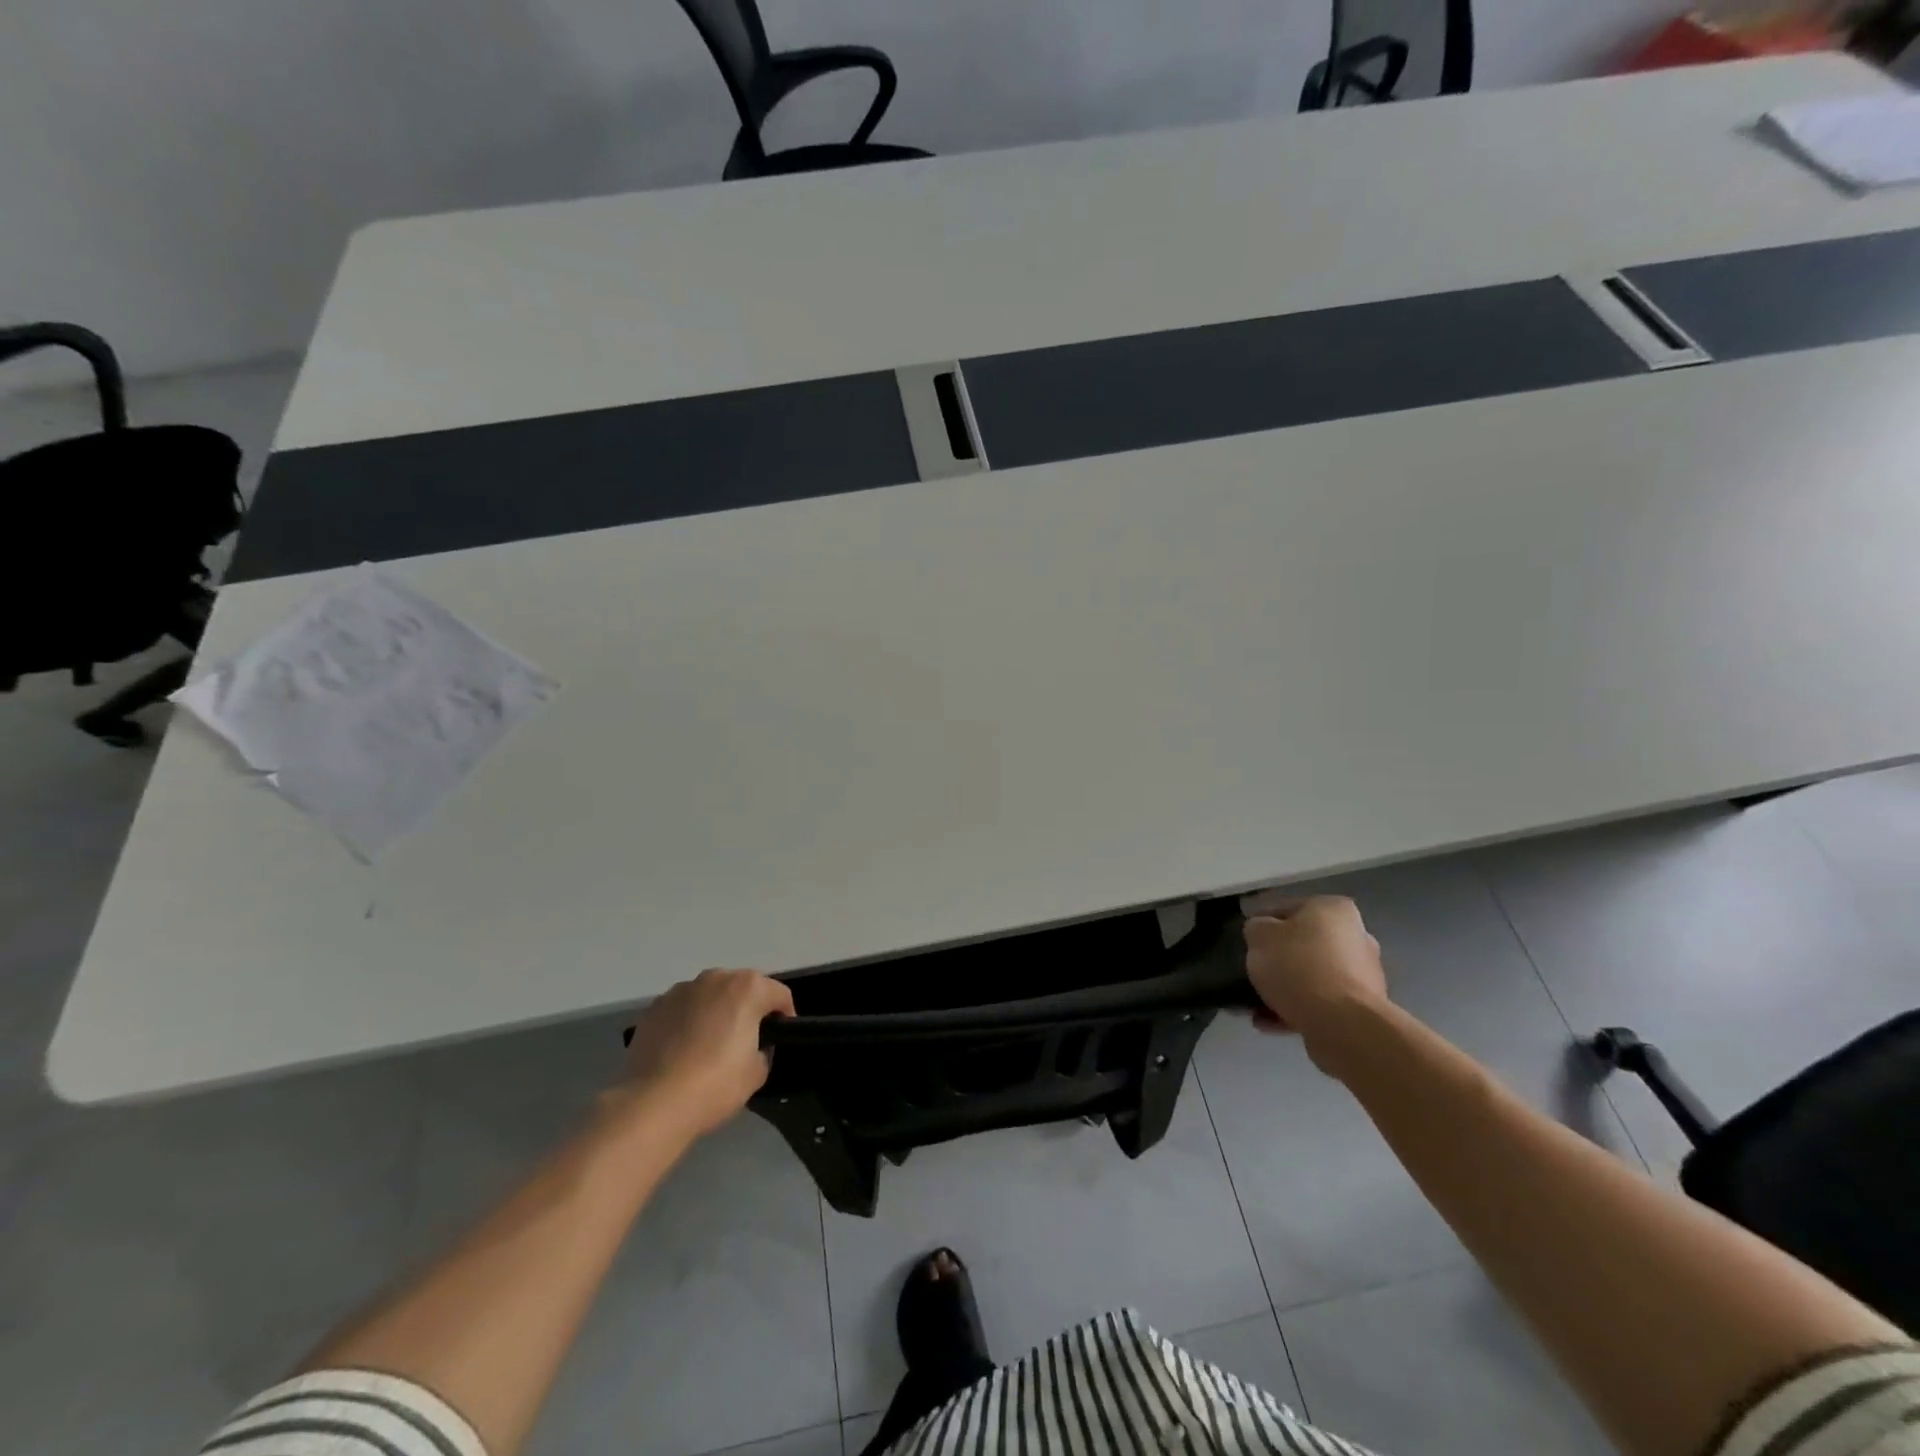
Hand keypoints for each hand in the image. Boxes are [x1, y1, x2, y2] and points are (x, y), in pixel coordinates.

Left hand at [619, 969, 795, 1139]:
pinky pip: (681, 1009)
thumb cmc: (715, 1084)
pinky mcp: (654, 1007)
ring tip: (709, 1045)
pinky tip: (681, 1050)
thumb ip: (762, 1050)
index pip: (779, 994)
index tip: (780, 1036)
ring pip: (709, 995)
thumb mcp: (757, 1072)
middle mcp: (715, 978)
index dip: (785, 1015)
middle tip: (746, 1039)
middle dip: (748, 1008)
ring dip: (715, 1011)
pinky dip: (686, 1021)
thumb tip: (751, 1047)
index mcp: (747, 988)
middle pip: (742, 988)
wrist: (653, 1103)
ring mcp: (681, 990)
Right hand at [1243, 895, 1387, 1068]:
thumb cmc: (1298, 967)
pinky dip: (1297, 1009)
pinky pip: (1320, 1002)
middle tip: (1253, 973)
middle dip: (1277, 960)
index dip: (1260, 924)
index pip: (1286, 908)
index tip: (1245, 942)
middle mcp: (1356, 936)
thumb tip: (1262, 932)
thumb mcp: (1259, 936)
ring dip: (1284, 989)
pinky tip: (1270, 1024)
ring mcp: (1363, 974)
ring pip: (1311, 976)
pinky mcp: (1362, 1008)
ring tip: (1256, 1007)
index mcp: (1334, 909)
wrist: (1341, 1024)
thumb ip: (1256, 928)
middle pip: (1302, 944)